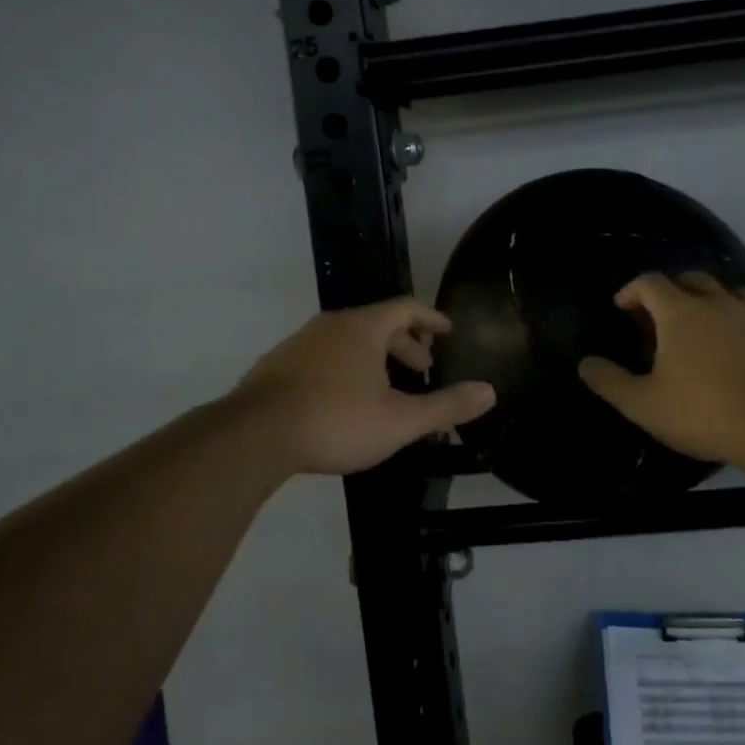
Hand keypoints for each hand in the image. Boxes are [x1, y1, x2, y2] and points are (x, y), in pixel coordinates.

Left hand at [231, 297, 496, 475]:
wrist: (253, 436)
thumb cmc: (336, 420)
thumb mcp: (400, 420)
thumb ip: (446, 406)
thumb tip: (490, 392)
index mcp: (364, 328)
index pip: (407, 307)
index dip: (431, 318)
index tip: (448, 332)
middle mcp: (332, 326)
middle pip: (378, 324)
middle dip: (405, 345)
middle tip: (423, 368)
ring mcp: (300, 344)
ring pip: (349, 343)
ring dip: (375, 360)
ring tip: (387, 390)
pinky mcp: (277, 367)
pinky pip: (324, 358)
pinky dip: (346, 370)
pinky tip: (345, 402)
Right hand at [579, 272, 744, 467]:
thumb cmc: (704, 412)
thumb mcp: (644, 405)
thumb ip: (610, 381)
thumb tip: (584, 363)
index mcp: (681, 312)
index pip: (650, 283)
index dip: (632, 290)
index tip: (622, 307)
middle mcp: (719, 304)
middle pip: (693, 279)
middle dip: (674, 290)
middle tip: (664, 315)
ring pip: (735, 294)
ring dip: (718, 302)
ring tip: (711, 325)